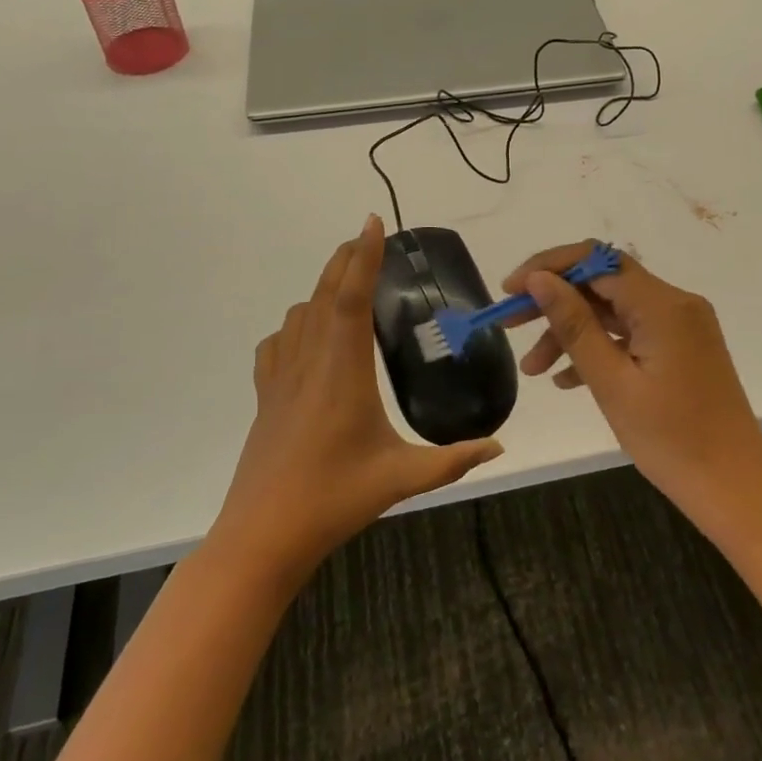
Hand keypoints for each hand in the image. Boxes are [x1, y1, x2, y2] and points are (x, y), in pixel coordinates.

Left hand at [213, 215, 502, 584]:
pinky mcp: (265, 397)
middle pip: (323, 294)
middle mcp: (309, 363)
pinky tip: (308, 339)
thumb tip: (499, 447)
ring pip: (298, 314)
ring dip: (322, 289)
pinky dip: (295, 326)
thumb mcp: (402, 479)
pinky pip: (277, 344)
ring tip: (347, 286)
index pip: (352, 299)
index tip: (373, 223)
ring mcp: (281, 379)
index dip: (364, 258)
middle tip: (367, 238)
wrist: (262, 537)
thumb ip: (454, 460)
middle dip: (345, 260)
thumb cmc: (334, 501)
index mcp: (344, 373)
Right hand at [500, 243, 761, 532]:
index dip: (548, 267)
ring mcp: (681, 326)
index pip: (596, 260)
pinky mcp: (682, 348)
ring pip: (614, 311)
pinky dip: (599, 348)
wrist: (735, 488)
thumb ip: (573, 325)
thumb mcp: (611, 382)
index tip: (509, 290)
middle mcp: (675, 303)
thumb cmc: (671, 440)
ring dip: (572, 331)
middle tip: (510, 325)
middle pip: (603, 282)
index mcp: (662, 305)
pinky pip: (632, 334)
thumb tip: (539, 280)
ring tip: (533, 369)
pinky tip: (567, 379)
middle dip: (554, 300)